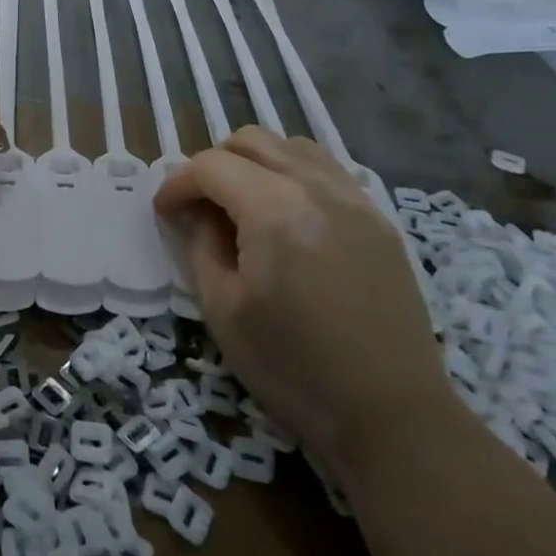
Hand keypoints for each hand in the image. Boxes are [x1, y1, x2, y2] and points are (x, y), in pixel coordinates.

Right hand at [153, 128, 453, 479]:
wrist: (391, 413)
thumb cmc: (293, 367)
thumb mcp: (223, 310)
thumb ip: (202, 245)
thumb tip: (198, 213)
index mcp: (274, 211)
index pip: (211, 167)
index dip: (177, 184)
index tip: (164, 212)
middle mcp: (317, 189)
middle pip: (251, 141)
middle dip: (213, 163)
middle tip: (198, 204)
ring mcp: (355, 200)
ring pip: (292, 146)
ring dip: (255, 161)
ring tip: (241, 201)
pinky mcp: (379, 219)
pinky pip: (327, 170)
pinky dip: (294, 172)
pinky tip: (286, 210)